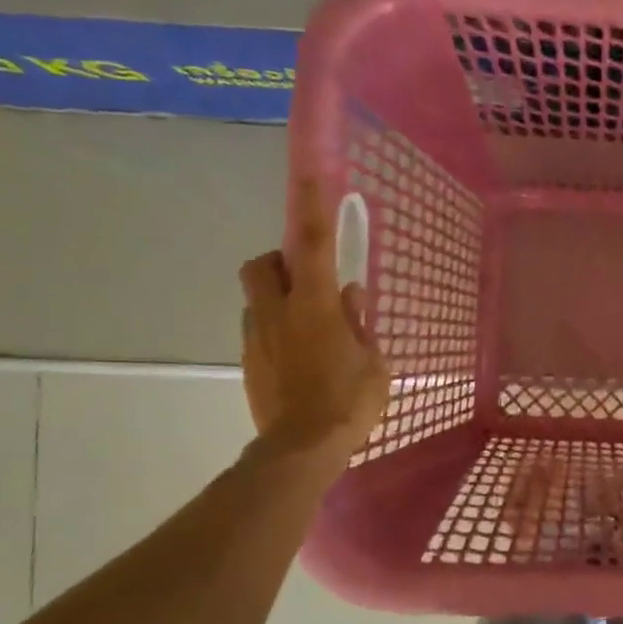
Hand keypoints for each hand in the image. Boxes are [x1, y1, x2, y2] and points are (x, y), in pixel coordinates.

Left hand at [239, 178, 389, 455]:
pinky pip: (259, 332)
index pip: (313, 243)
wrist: (302, 449)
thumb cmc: (348, 402)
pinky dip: (277, 333)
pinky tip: (300, 361)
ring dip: (279, 301)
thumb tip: (349, 296)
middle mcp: (278, 312)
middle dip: (280, 262)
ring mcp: (257, 338)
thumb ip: (359, 324)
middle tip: (308, 281)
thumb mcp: (373, 362)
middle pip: (261, 264)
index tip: (310, 174)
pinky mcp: (249, 363)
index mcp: (315, 306)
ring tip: (310, 330)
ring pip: (258, 300)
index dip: (311, 205)